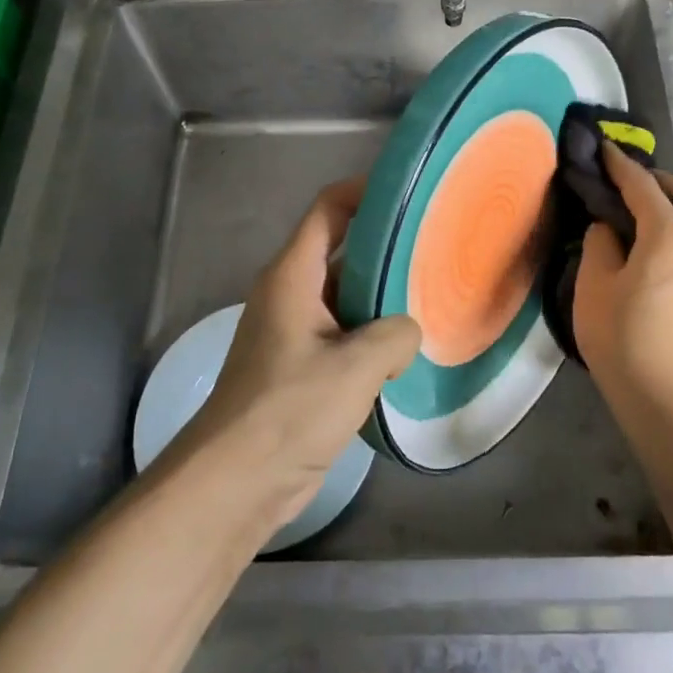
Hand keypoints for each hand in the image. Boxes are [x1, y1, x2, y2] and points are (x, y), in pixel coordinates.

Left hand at [184, 179, 421, 525]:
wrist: (236, 481)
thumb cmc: (288, 410)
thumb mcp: (354, 367)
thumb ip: (394, 335)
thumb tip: (408, 332)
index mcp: (292, 276)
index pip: (328, 210)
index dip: (364, 192)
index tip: (409, 192)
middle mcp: (291, 294)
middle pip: (341, 250)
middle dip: (385, 245)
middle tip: (437, 245)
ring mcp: (294, 331)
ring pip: (345, 295)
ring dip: (383, 295)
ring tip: (434, 293)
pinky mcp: (302, 366)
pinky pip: (344, 333)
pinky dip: (373, 333)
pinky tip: (410, 347)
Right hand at [573, 144, 672, 423]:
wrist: (666, 398)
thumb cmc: (623, 338)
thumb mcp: (594, 286)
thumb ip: (600, 245)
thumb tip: (607, 228)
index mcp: (667, 237)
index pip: (643, 187)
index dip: (621, 166)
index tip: (603, 149)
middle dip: (661, 182)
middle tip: (627, 187)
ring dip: (670, 206)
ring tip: (632, 215)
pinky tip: (645, 247)